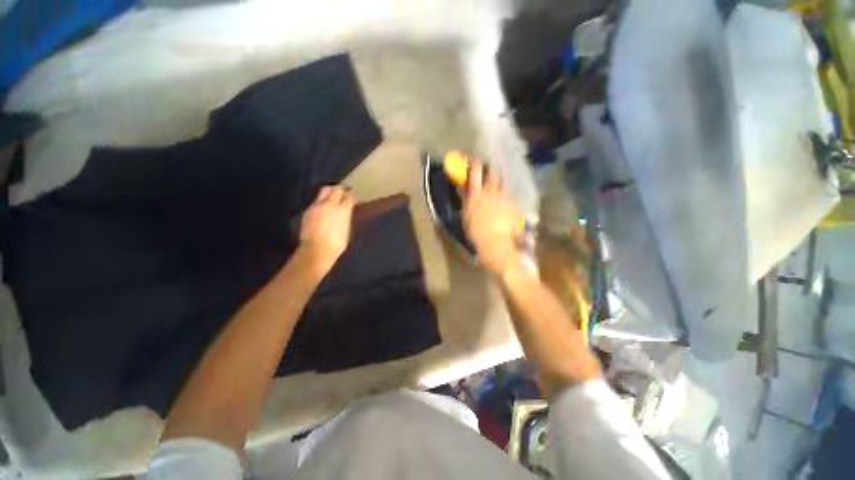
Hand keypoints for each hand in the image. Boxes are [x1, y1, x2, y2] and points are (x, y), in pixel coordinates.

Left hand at [299, 185, 354, 273]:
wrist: (317, 249)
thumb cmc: (337, 243)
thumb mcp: (346, 229)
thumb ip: (345, 217)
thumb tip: (346, 212)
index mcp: (343, 209)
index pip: (349, 196)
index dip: (352, 195)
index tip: (354, 197)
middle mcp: (329, 204)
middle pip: (336, 189)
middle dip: (341, 188)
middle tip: (345, 190)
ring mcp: (317, 206)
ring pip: (324, 191)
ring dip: (330, 192)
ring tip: (333, 195)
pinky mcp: (308, 210)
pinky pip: (316, 201)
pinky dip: (322, 201)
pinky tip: (324, 207)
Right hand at [461, 161, 524, 275]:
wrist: (497, 244)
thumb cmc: (476, 233)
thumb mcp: (466, 216)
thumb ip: (465, 199)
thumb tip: (462, 187)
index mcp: (477, 195)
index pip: (475, 173)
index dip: (474, 164)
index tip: (473, 160)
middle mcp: (492, 192)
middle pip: (492, 174)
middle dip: (489, 169)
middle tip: (486, 170)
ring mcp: (504, 197)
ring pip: (501, 182)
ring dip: (497, 180)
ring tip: (495, 184)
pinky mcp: (513, 204)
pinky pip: (508, 193)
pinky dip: (504, 193)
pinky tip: (502, 199)